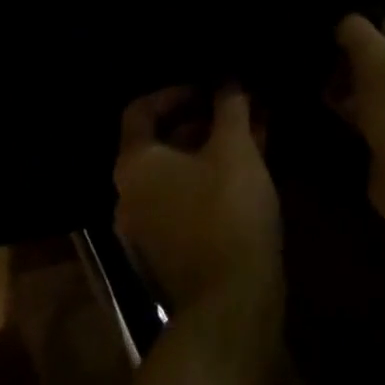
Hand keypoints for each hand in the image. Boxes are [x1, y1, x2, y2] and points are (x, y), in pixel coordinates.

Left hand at [115, 86, 282, 333]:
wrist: (231, 305)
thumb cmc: (227, 211)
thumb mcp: (235, 148)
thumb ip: (229, 106)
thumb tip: (228, 79)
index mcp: (135, 164)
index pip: (141, 110)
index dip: (175, 91)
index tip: (209, 87)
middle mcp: (131, 193)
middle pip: (162, 140)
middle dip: (203, 118)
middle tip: (237, 106)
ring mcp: (148, 225)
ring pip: (180, 169)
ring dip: (213, 146)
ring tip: (253, 129)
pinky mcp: (171, 249)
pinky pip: (188, 196)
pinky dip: (213, 175)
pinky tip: (251, 165)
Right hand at [331, 15, 384, 227]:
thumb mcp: (372, 55)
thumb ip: (355, 30)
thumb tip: (346, 25)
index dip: (384, 24)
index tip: (356, 35)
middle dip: (360, 56)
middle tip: (333, 60)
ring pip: (382, 84)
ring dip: (354, 82)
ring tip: (326, 83)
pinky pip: (378, 112)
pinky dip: (357, 108)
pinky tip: (333, 108)